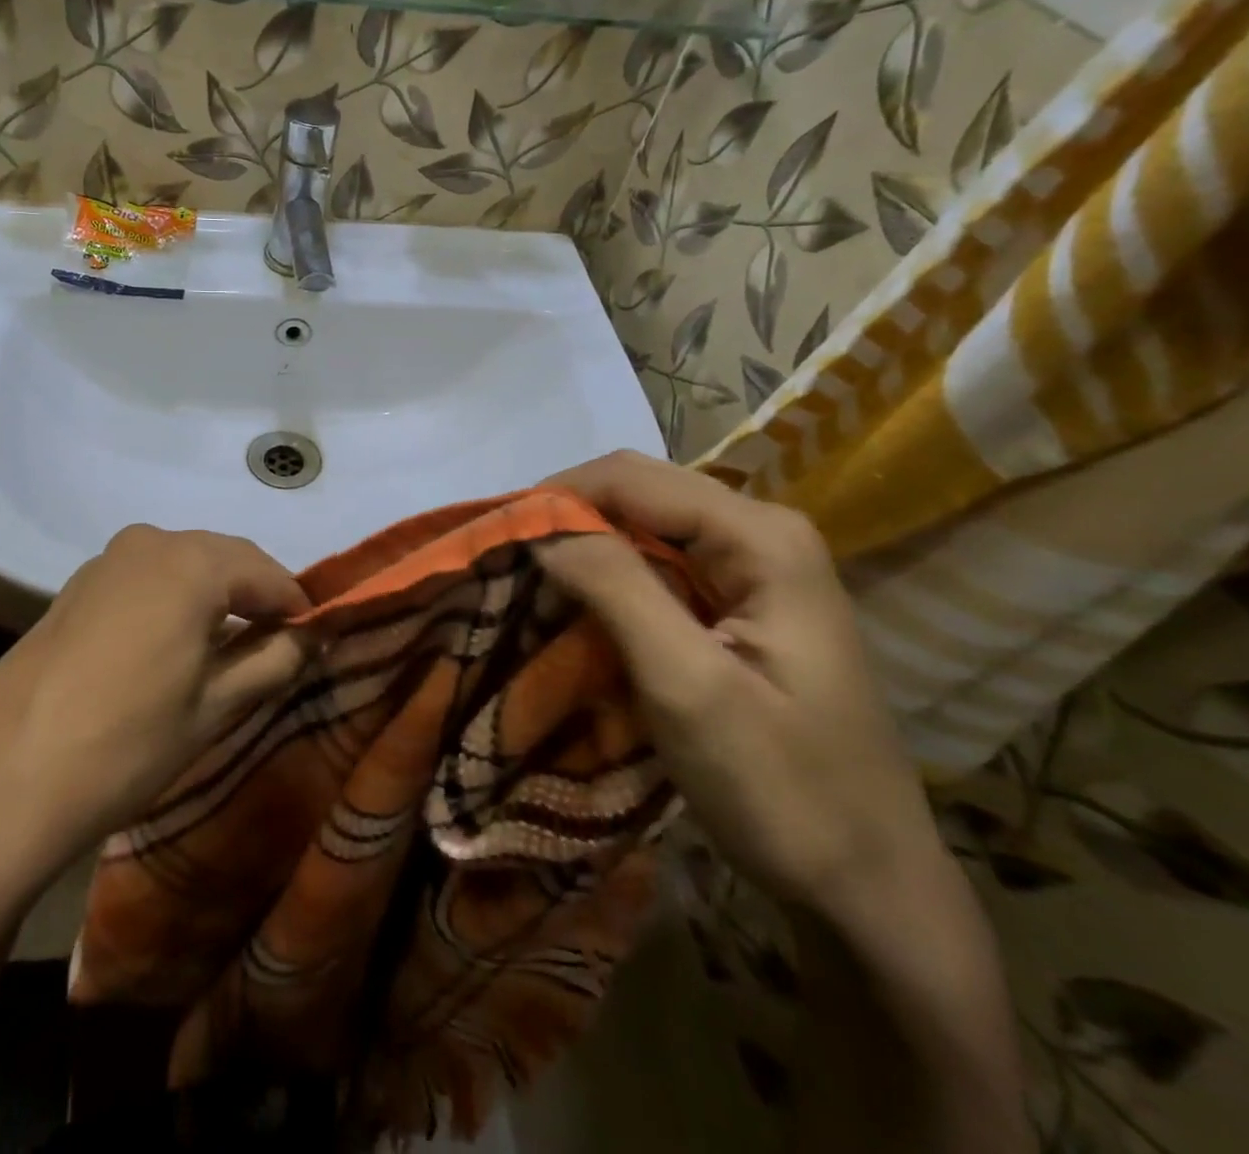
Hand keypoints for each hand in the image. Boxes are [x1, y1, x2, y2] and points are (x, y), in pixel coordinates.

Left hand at [0, 526, 310, 901]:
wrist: (3, 780)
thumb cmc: (127, 745)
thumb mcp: (216, 708)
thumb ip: (275, 661)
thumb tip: (312, 635)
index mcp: (192, 563)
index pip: (268, 572)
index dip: (295, 605)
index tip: (314, 638)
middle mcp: (150, 542)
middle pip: (224, 559)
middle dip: (256, 595)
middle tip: (276, 644)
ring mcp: (105, 560)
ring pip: (183, 564)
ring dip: (214, 595)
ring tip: (226, 647)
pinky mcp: (76, 585)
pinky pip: (145, 577)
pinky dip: (172, 598)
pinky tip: (171, 643)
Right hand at [536, 452, 946, 926]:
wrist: (869, 886)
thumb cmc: (783, 788)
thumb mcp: (688, 686)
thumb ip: (615, 588)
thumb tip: (539, 524)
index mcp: (760, 537)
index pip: (631, 478)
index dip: (556, 498)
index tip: (495, 541)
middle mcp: (760, 533)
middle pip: (638, 493)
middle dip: (566, 519)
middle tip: (505, 564)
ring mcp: (755, 569)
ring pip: (643, 527)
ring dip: (583, 549)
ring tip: (529, 585)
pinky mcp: (741, 604)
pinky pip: (658, 565)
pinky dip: (608, 577)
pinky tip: (578, 608)